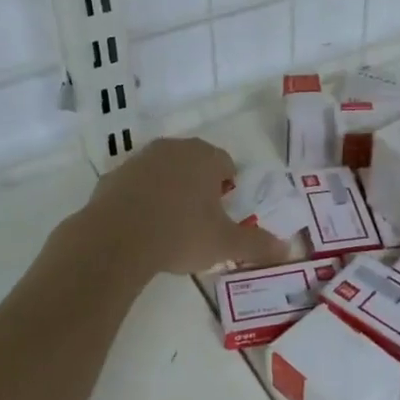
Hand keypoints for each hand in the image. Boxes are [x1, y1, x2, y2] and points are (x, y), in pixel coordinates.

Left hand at [68, 137, 289, 277]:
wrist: (115, 239)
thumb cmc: (180, 234)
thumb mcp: (225, 244)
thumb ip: (257, 245)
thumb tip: (287, 250)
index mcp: (204, 157)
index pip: (226, 164)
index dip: (227, 188)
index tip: (222, 213)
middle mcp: (173, 149)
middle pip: (194, 163)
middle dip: (199, 186)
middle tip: (199, 220)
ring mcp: (139, 159)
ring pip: (163, 171)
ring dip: (169, 189)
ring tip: (169, 225)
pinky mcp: (112, 176)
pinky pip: (135, 185)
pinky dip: (141, 199)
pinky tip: (140, 226)